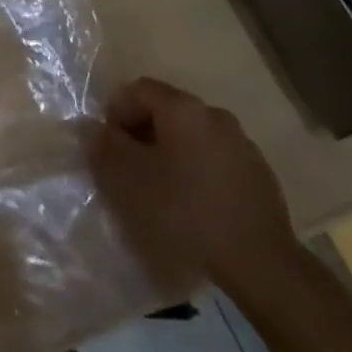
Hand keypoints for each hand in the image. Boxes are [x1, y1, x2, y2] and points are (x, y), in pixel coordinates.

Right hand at [89, 77, 299, 294]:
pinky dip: (196, 169)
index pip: (138, 89)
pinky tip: (193, 204)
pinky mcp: (258, 172)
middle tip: (129, 169)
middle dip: (141, 133)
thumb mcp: (129, 180)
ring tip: (160, 189)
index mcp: (183, 108)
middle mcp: (214, 114)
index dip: (116, 112)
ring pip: (191, 135)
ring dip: (169, 151)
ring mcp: (241, 142)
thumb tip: (92, 128)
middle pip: (166, 110)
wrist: (260, 262)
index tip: (109, 147)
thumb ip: (104, 147)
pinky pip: (214, 157)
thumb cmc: (185, 212)